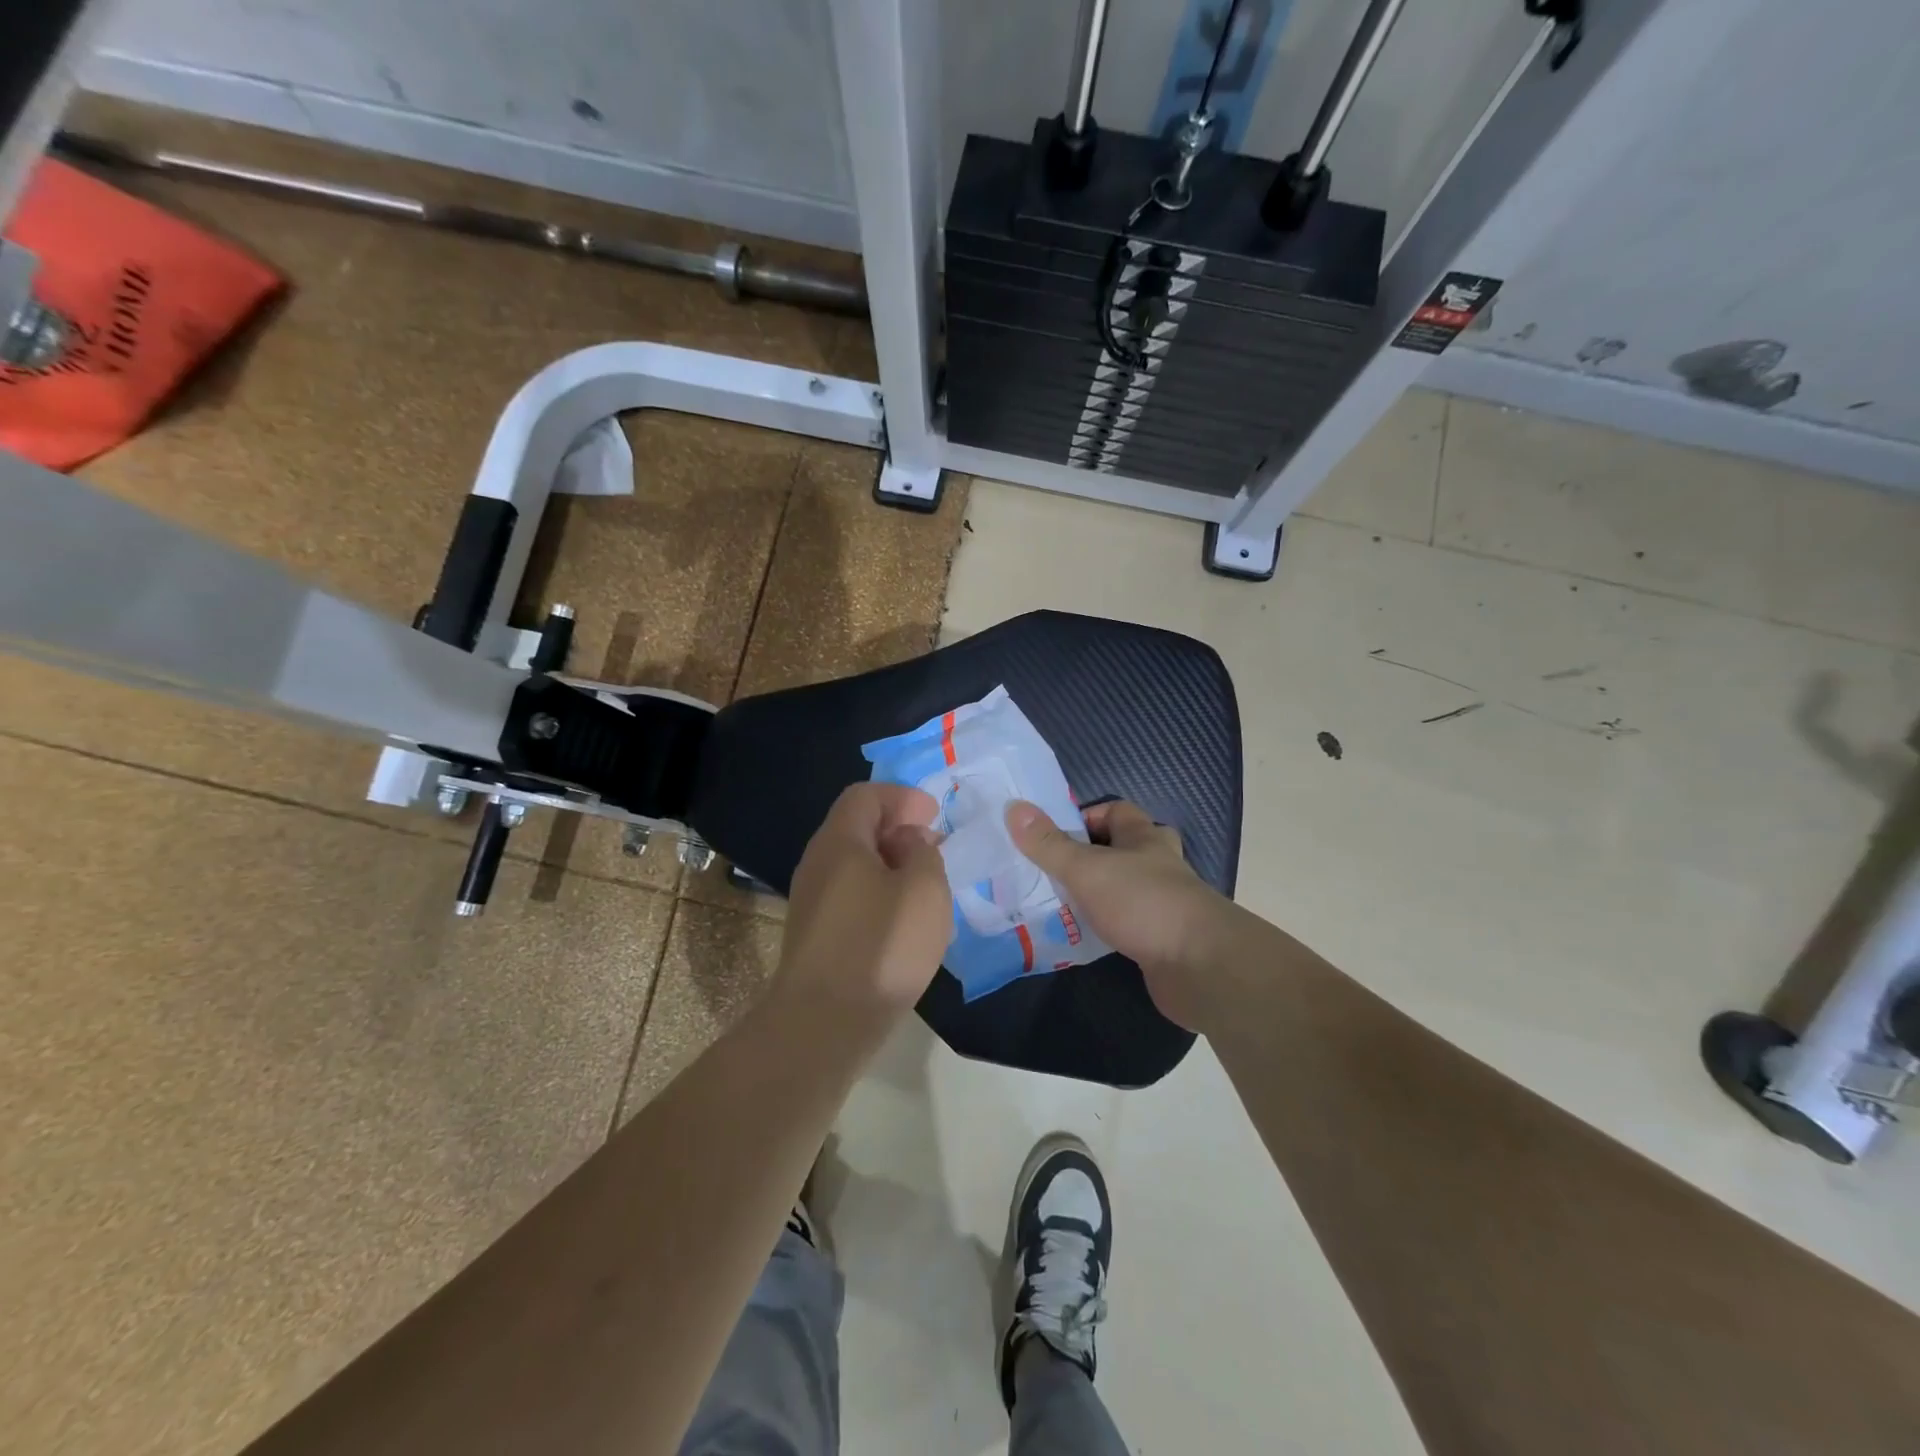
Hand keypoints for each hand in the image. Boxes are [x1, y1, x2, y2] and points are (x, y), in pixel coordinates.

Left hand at [777, 783, 952, 1021]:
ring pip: (854, 863)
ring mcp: (812, 900)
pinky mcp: (816, 933)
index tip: (934, 815)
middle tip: (934, 847)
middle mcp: (818, 863)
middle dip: (898, 828)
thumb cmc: (881, 946)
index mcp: (840, 841)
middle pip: (856, 826)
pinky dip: (879, 891)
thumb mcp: (924, 890)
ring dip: (891, 863)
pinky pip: (850, 893)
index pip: (865, 795)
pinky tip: (903, 919)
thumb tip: (909, 842)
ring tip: (925, 884)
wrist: (824, 1023)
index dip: (902, 796)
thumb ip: (924, 853)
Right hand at [1005, 798, 1229, 1030]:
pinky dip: (1106, 926)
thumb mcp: (1086, 869)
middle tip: (1055, 870)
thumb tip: (1014, 807)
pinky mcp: (1162, 938)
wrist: (1200, 966)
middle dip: (1090, 856)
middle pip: (1122, 848)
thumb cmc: (1143, 903)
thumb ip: (1049, 843)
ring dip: (1096, 893)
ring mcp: (1162, 902)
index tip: (1052, 836)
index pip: (1115, 811)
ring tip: (1057, 903)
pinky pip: (1127, 923)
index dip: (1085, 817)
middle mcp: (1157, 864)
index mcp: (1144, 837)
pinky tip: (1081, 938)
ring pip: (1124, 887)